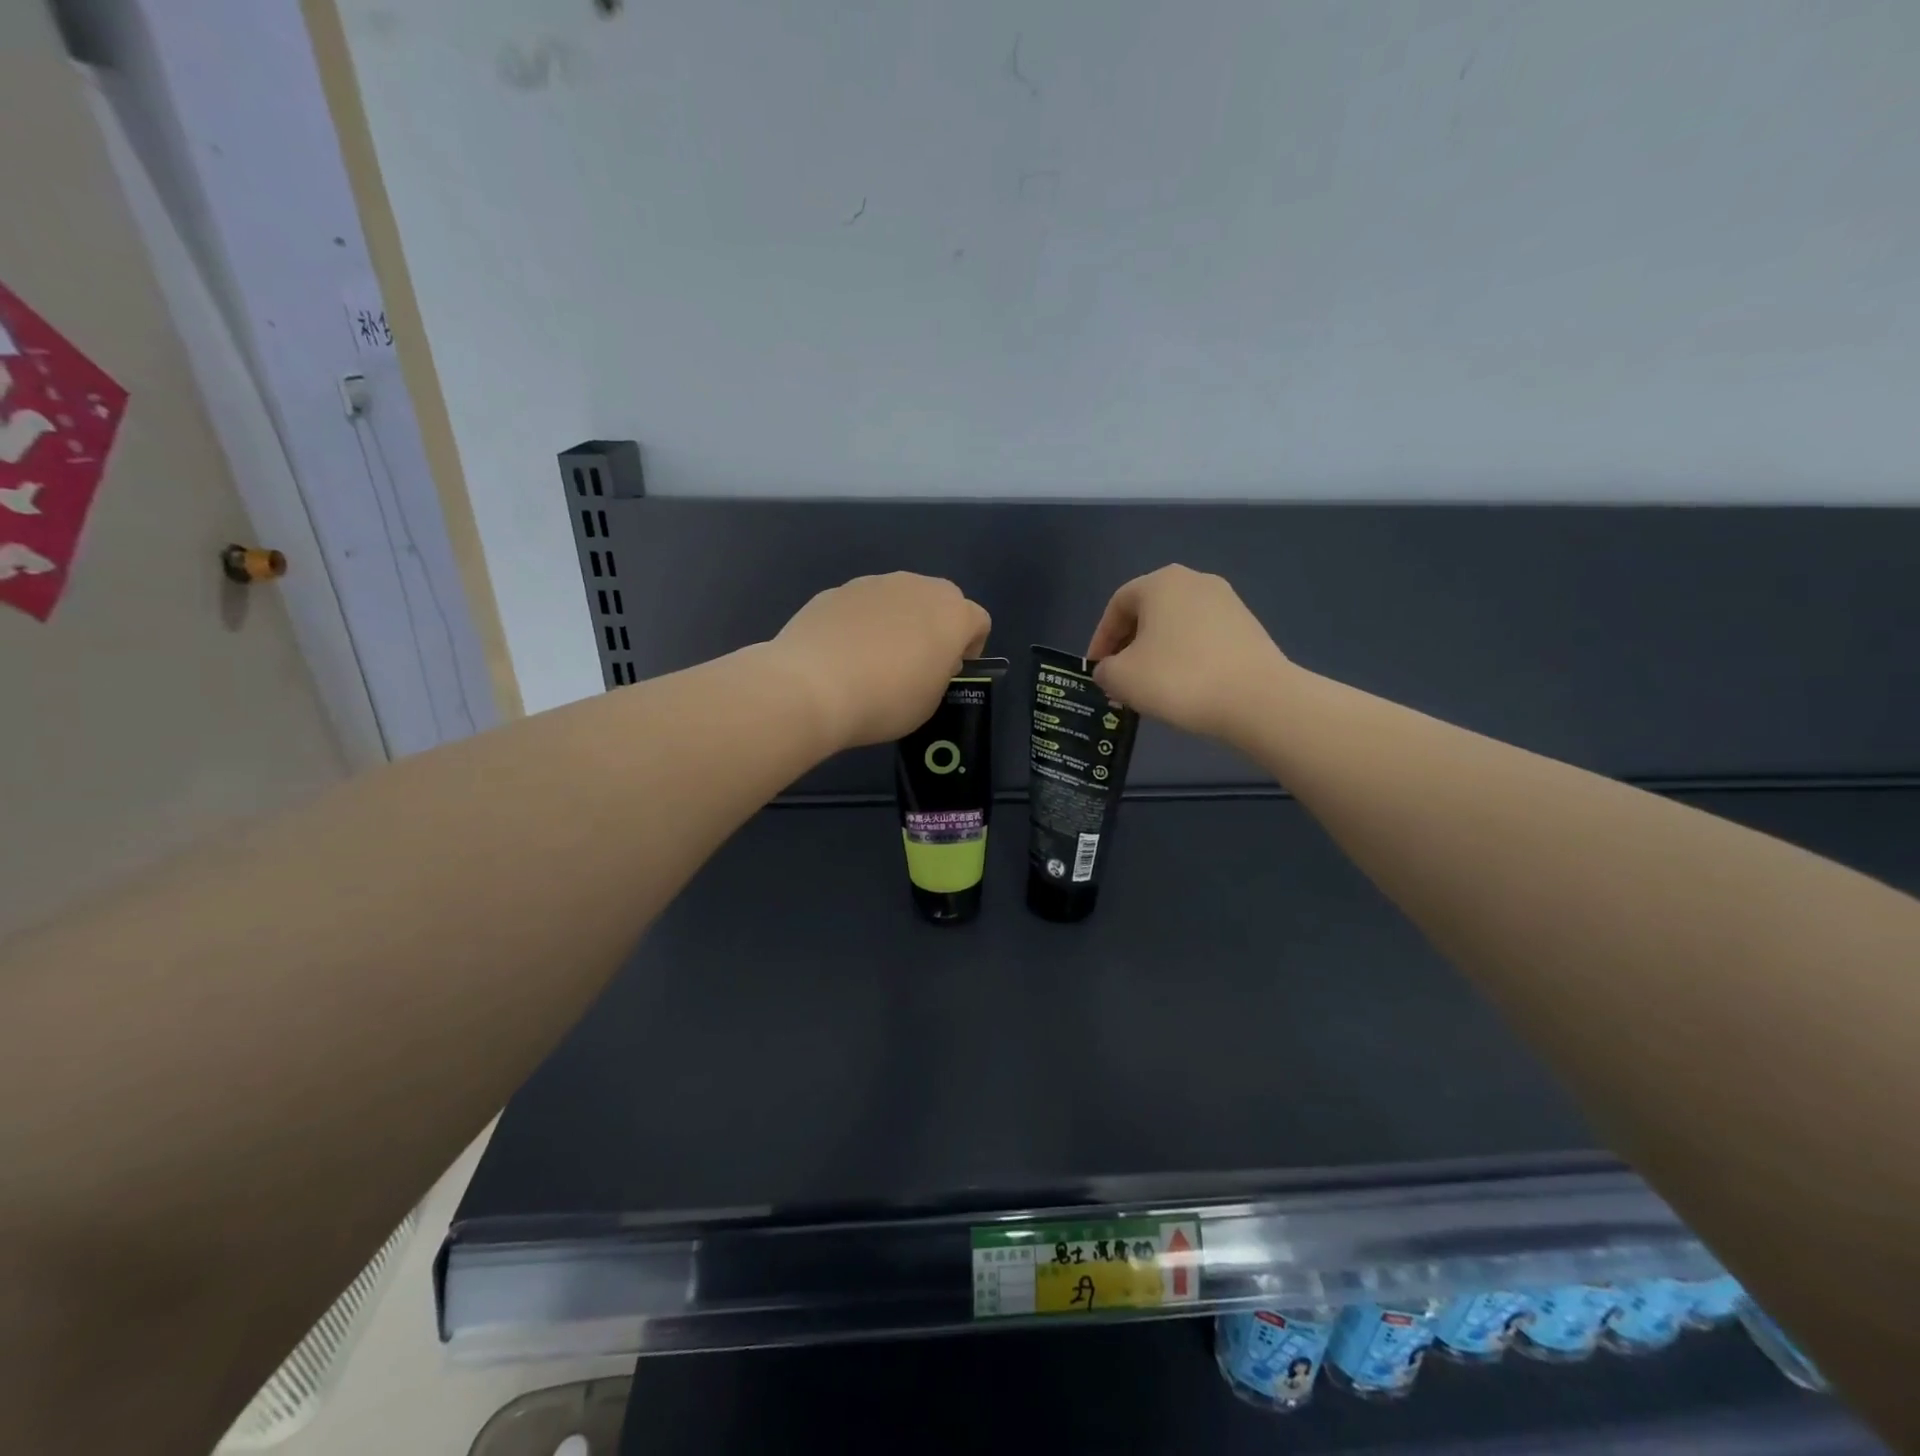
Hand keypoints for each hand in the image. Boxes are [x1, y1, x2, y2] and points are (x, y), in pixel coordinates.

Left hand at [770, 573, 991, 749]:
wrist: (812, 687)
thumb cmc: (886, 700)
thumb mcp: (930, 701)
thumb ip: (939, 673)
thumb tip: (927, 658)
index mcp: (952, 614)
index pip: (979, 621)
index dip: (970, 648)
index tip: (950, 672)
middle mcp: (917, 587)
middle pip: (940, 600)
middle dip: (935, 627)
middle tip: (916, 663)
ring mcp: (874, 584)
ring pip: (898, 599)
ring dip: (897, 621)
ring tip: (873, 660)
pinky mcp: (836, 590)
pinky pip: (861, 606)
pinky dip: (861, 623)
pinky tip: (842, 655)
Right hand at [1086, 565, 1291, 740]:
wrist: (1256, 699)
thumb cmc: (1178, 679)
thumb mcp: (1121, 678)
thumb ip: (1104, 670)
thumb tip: (1110, 670)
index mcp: (1161, 583)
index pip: (1117, 605)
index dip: (1100, 638)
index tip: (1096, 669)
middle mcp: (1195, 581)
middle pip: (1148, 612)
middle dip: (1129, 645)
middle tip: (1120, 678)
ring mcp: (1227, 602)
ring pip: (1176, 626)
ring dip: (1157, 652)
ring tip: (1150, 686)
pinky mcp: (1248, 627)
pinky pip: (1203, 638)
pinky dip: (1186, 657)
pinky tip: (1184, 686)